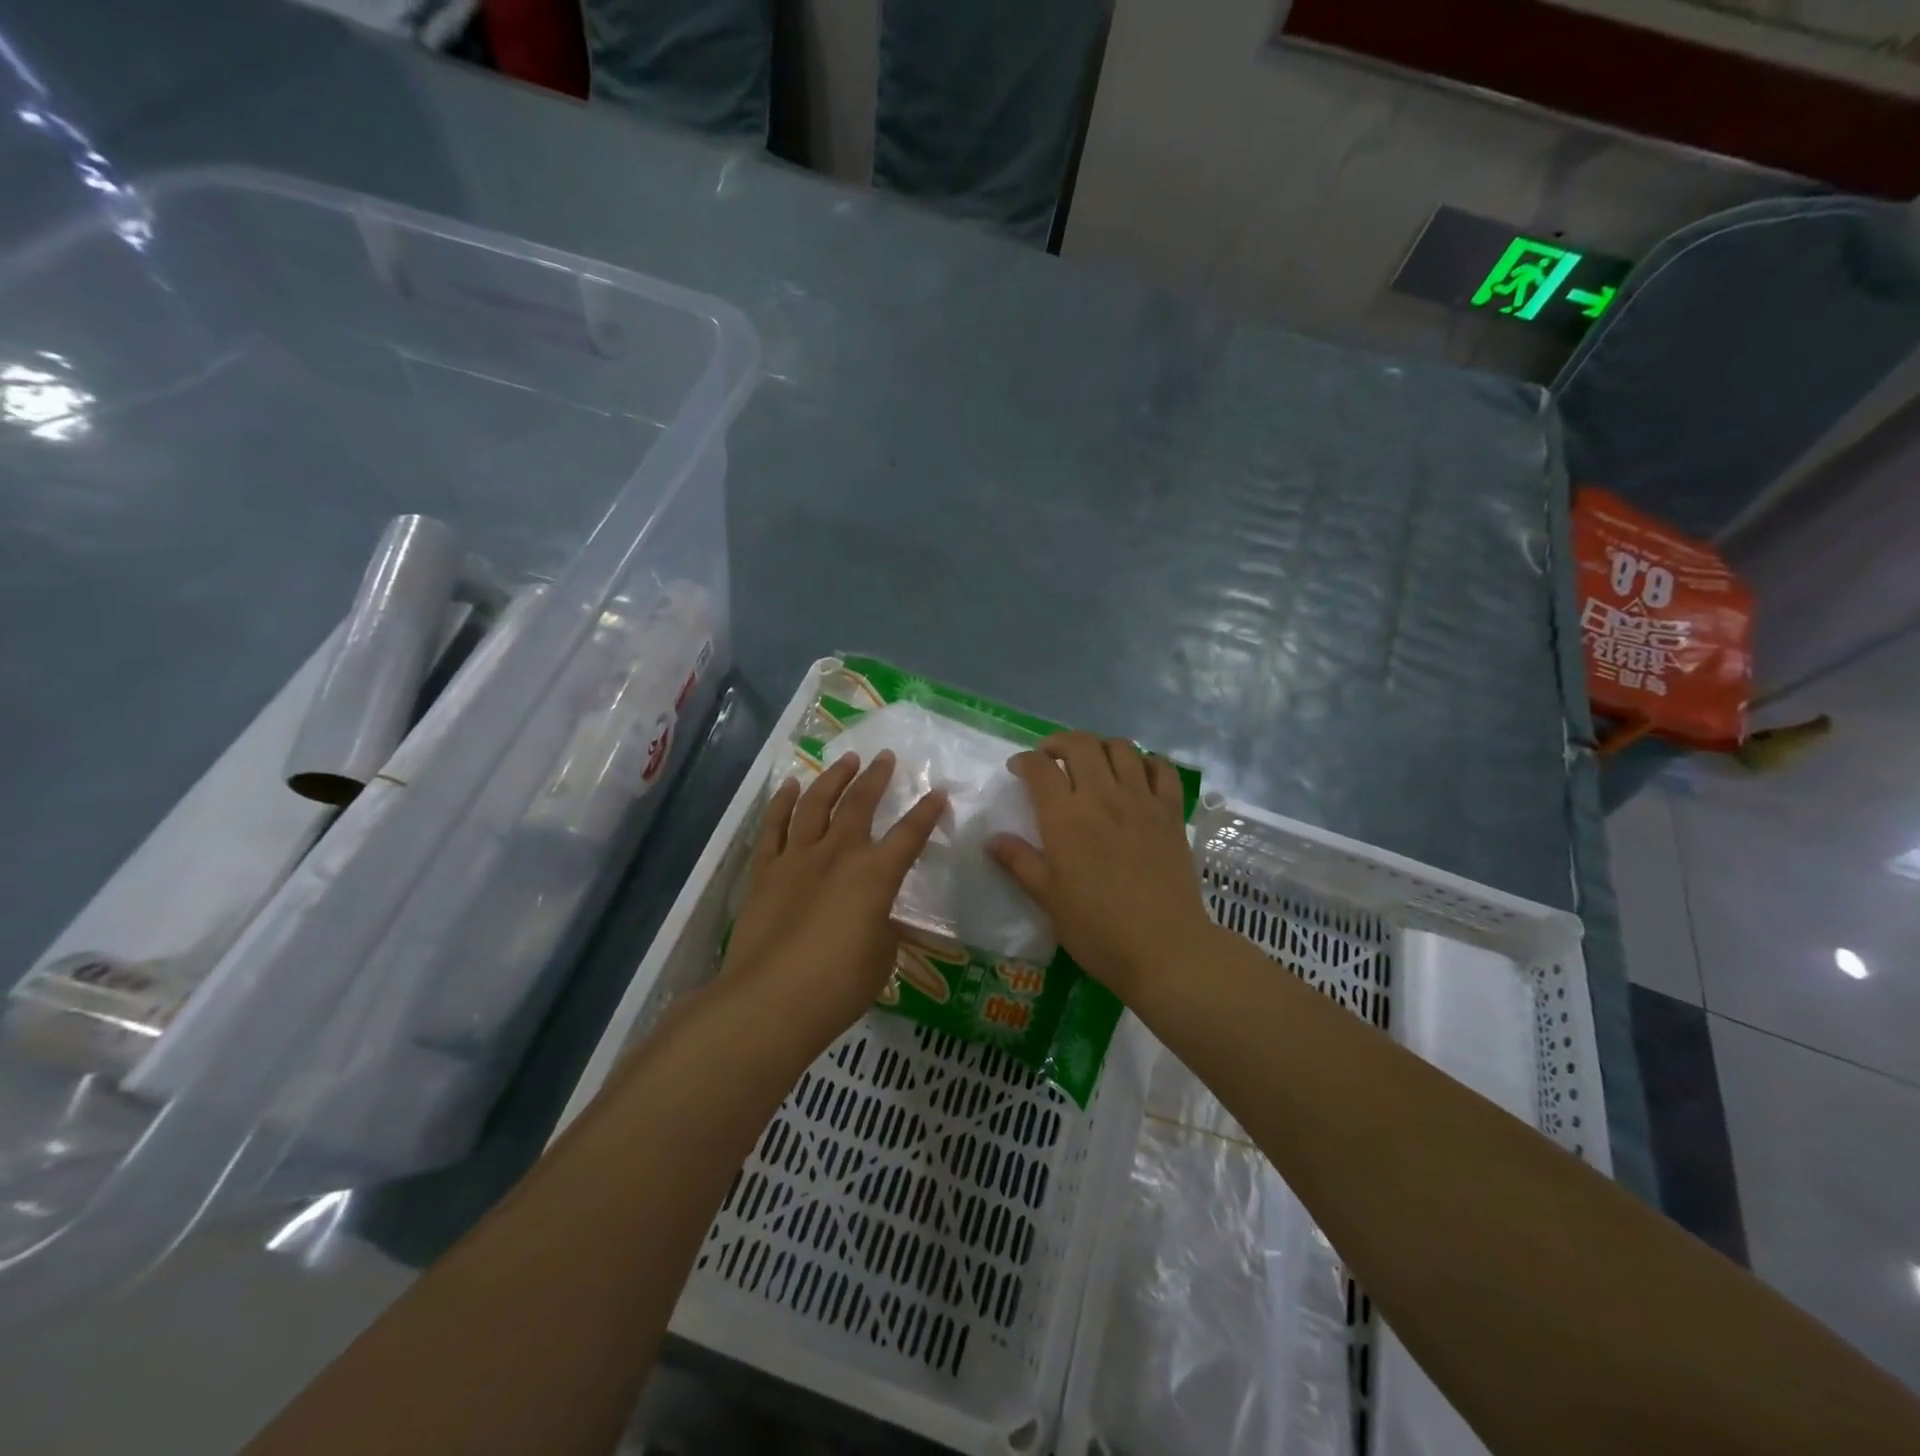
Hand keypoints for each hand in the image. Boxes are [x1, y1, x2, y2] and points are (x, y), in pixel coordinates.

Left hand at [719, 750, 946, 1049]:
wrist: (770, 1000)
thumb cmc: (838, 986)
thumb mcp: (881, 957)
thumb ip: (884, 926)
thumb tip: (878, 913)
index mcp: (875, 875)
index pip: (910, 835)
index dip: (927, 812)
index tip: (938, 792)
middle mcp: (838, 854)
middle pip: (860, 804)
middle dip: (876, 777)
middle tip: (885, 757)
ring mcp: (797, 858)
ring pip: (817, 804)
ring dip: (833, 778)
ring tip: (845, 760)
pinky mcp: (765, 870)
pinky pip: (774, 826)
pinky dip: (783, 802)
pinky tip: (791, 786)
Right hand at [989, 731, 1215, 999]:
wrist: (1164, 948)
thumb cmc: (1097, 929)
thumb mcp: (1048, 899)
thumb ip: (1020, 862)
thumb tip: (993, 839)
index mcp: (1065, 818)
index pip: (1040, 768)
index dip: (1024, 761)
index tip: (1018, 770)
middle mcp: (1102, 797)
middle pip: (1080, 744)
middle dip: (1059, 743)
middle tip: (1051, 759)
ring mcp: (1141, 801)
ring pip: (1121, 748)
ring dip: (1100, 747)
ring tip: (1092, 763)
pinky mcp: (1171, 813)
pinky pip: (1162, 770)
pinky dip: (1147, 763)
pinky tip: (1137, 775)